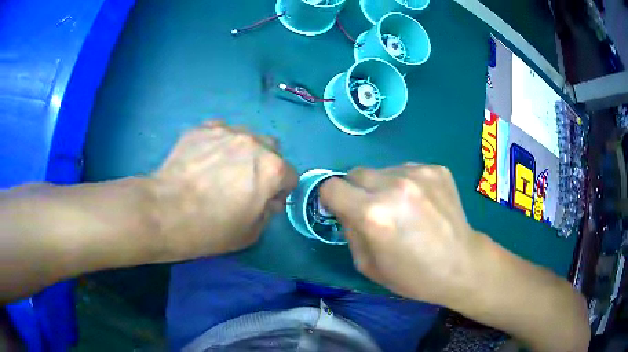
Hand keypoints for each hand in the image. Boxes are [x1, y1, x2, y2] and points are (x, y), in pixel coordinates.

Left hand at [149, 121, 297, 260]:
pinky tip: (204, 158)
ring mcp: (226, 131)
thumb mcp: (251, 233)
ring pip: (245, 136)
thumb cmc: (211, 229)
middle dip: (265, 164)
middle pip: (271, 149)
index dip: (280, 190)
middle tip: (245, 182)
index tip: (266, 200)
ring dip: (242, 151)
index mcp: (273, 169)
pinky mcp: (202, 128)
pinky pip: (219, 131)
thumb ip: (269, 212)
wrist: (166, 212)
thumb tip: (270, 199)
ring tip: (221, 167)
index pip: (290, 175)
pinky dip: (218, 143)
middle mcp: (254, 143)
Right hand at [319, 164, 476, 304]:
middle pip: (356, 173)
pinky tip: (422, 203)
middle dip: (356, 191)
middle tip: (373, 211)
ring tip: (403, 208)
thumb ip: (349, 231)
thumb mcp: (367, 265)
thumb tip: (344, 209)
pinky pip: (407, 170)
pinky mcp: (437, 169)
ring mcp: (419, 173)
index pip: (331, 186)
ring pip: (383, 170)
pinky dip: (406, 184)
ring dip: (383, 186)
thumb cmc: (412, 275)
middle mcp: (394, 186)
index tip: (339, 208)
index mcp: (373, 214)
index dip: (330, 198)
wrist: (461, 265)